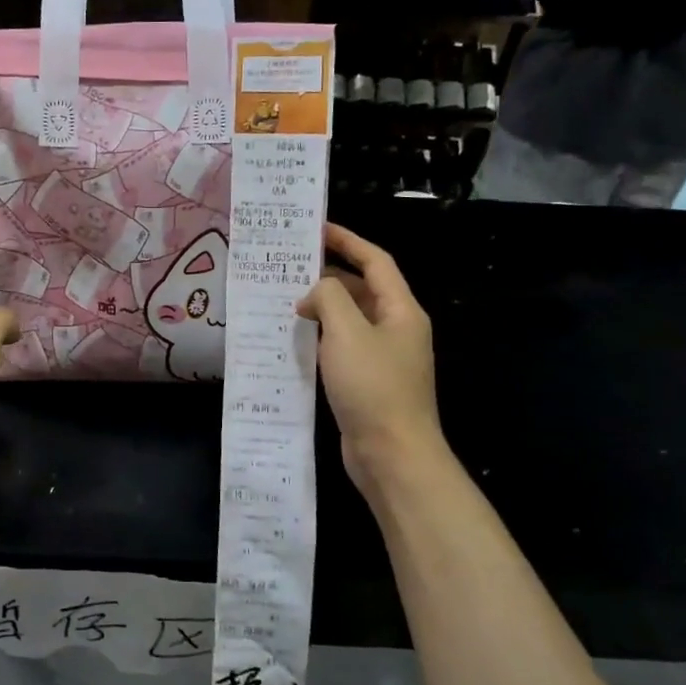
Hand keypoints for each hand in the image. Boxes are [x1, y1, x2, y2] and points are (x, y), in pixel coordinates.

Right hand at [296, 224, 445, 494]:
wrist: (392, 455)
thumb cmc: (373, 387)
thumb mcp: (347, 332)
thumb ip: (329, 298)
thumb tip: (314, 294)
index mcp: (401, 310)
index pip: (375, 262)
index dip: (347, 241)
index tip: (316, 229)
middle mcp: (396, 329)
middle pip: (362, 289)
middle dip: (329, 275)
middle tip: (289, 267)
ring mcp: (383, 357)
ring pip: (349, 320)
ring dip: (322, 308)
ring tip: (284, 299)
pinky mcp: (367, 382)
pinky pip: (342, 347)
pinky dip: (320, 337)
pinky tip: (294, 340)